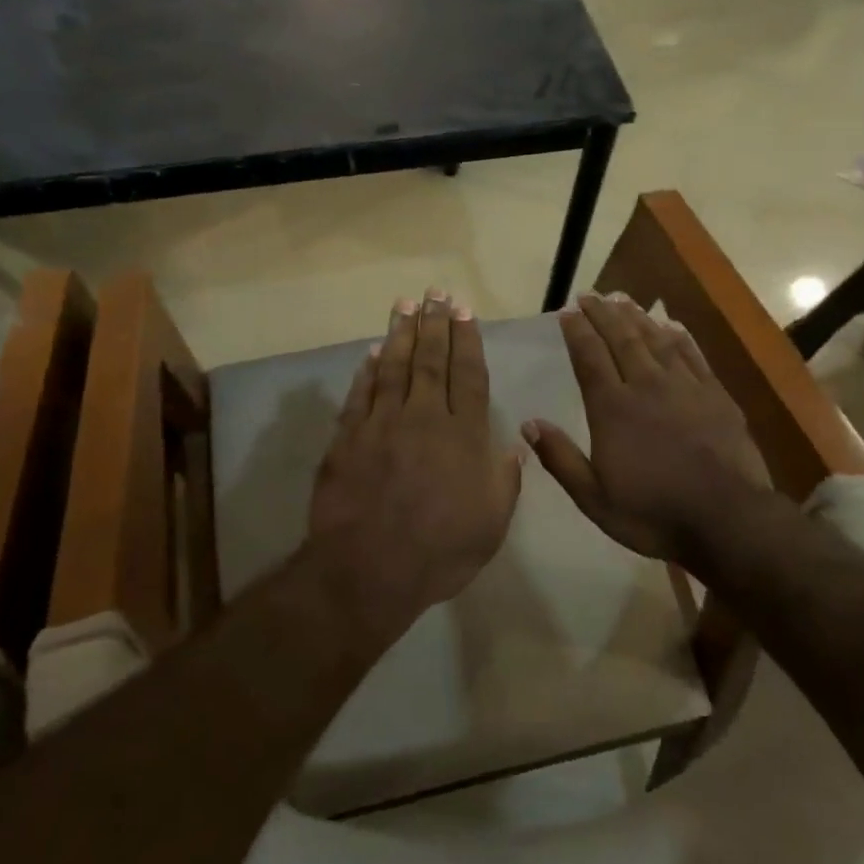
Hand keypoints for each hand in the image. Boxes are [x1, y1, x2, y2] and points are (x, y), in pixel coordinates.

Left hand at [308, 290, 522, 633]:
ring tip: (405, 305)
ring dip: (400, 333)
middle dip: (435, 324)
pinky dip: (367, 371)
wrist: (368, 570)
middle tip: (435, 293)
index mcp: (462, 435)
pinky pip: (360, 395)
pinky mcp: (348, 438)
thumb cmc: (440, 551)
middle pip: (430, 361)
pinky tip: (372, 352)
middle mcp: (423, 418)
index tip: (464, 312)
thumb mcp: (491, 524)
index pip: (468, 375)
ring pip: (393, 367)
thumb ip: (505, 480)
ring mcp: (382, 425)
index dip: (467, 341)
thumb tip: (516, 445)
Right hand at [523, 292, 772, 567]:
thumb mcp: (594, 498)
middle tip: (590, 295)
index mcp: (612, 409)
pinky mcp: (715, 395)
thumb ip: (560, 458)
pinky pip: (692, 354)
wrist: (727, 519)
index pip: (589, 358)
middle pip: (621, 339)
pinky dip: (678, 336)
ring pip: (655, 340)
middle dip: (602, 314)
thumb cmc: (653, 513)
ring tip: (622, 298)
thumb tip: (528, 423)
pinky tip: (670, 324)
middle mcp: (646, 386)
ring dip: (636, 316)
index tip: (567, 311)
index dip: (577, 332)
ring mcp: (684, 387)